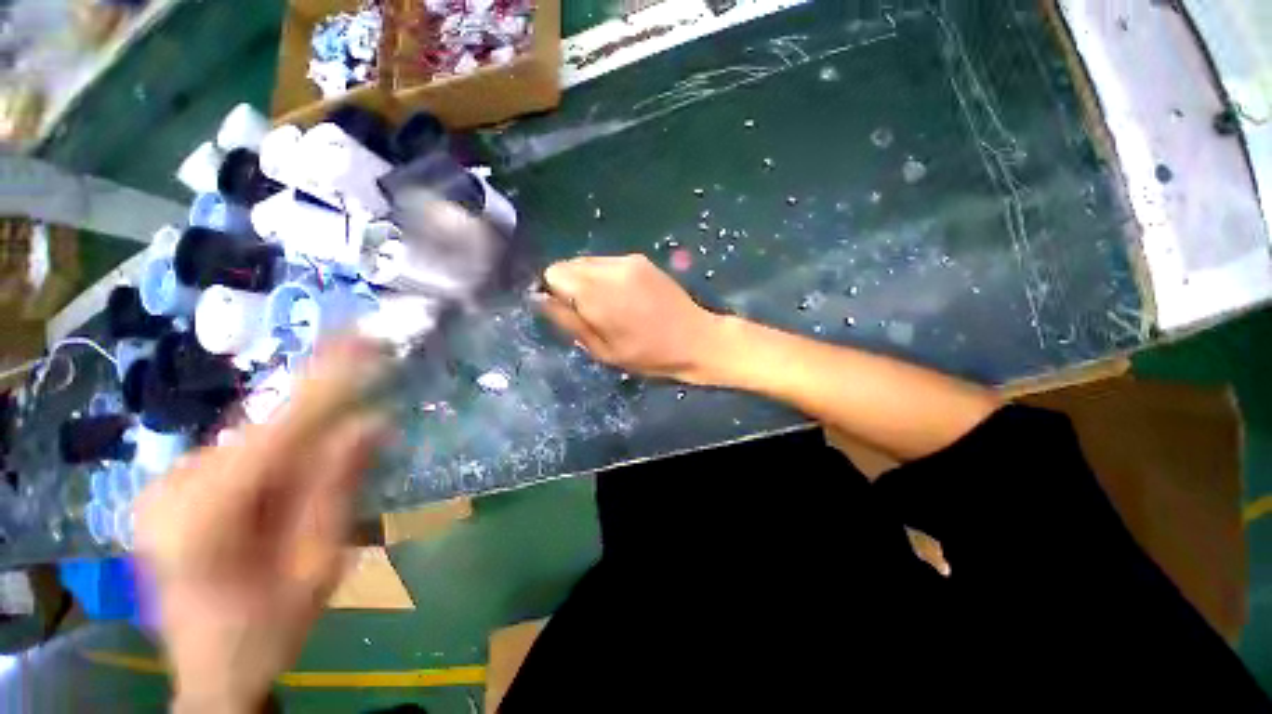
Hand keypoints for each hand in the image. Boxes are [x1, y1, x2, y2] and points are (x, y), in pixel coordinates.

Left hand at [136, 339, 387, 713]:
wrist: (210, 672)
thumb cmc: (269, 631)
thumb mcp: (318, 566)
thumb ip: (337, 490)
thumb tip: (371, 423)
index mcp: (204, 519)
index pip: (278, 430)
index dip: (328, 382)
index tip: (363, 338)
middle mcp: (172, 489)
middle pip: (263, 429)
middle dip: (320, 405)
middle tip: (367, 367)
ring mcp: (163, 487)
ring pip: (252, 437)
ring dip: (301, 430)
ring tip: (339, 424)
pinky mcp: (169, 489)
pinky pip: (239, 451)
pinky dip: (278, 446)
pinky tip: (296, 464)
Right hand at [537, 255, 725, 383]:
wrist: (695, 339)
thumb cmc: (648, 355)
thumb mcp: (603, 351)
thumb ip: (569, 322)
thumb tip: (539, 300)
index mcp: (597, 294)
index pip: (554, 273)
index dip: (555, 293)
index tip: (570, 312)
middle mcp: (609, 269)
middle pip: (569, 264)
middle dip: (570, 286)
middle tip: (590, 312)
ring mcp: (627, 260)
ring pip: (587, 261)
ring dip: (587, 280)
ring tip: (609, 304)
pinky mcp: (641, 259)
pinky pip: (607, 262)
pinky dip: (605, 276)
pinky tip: (624, 296)